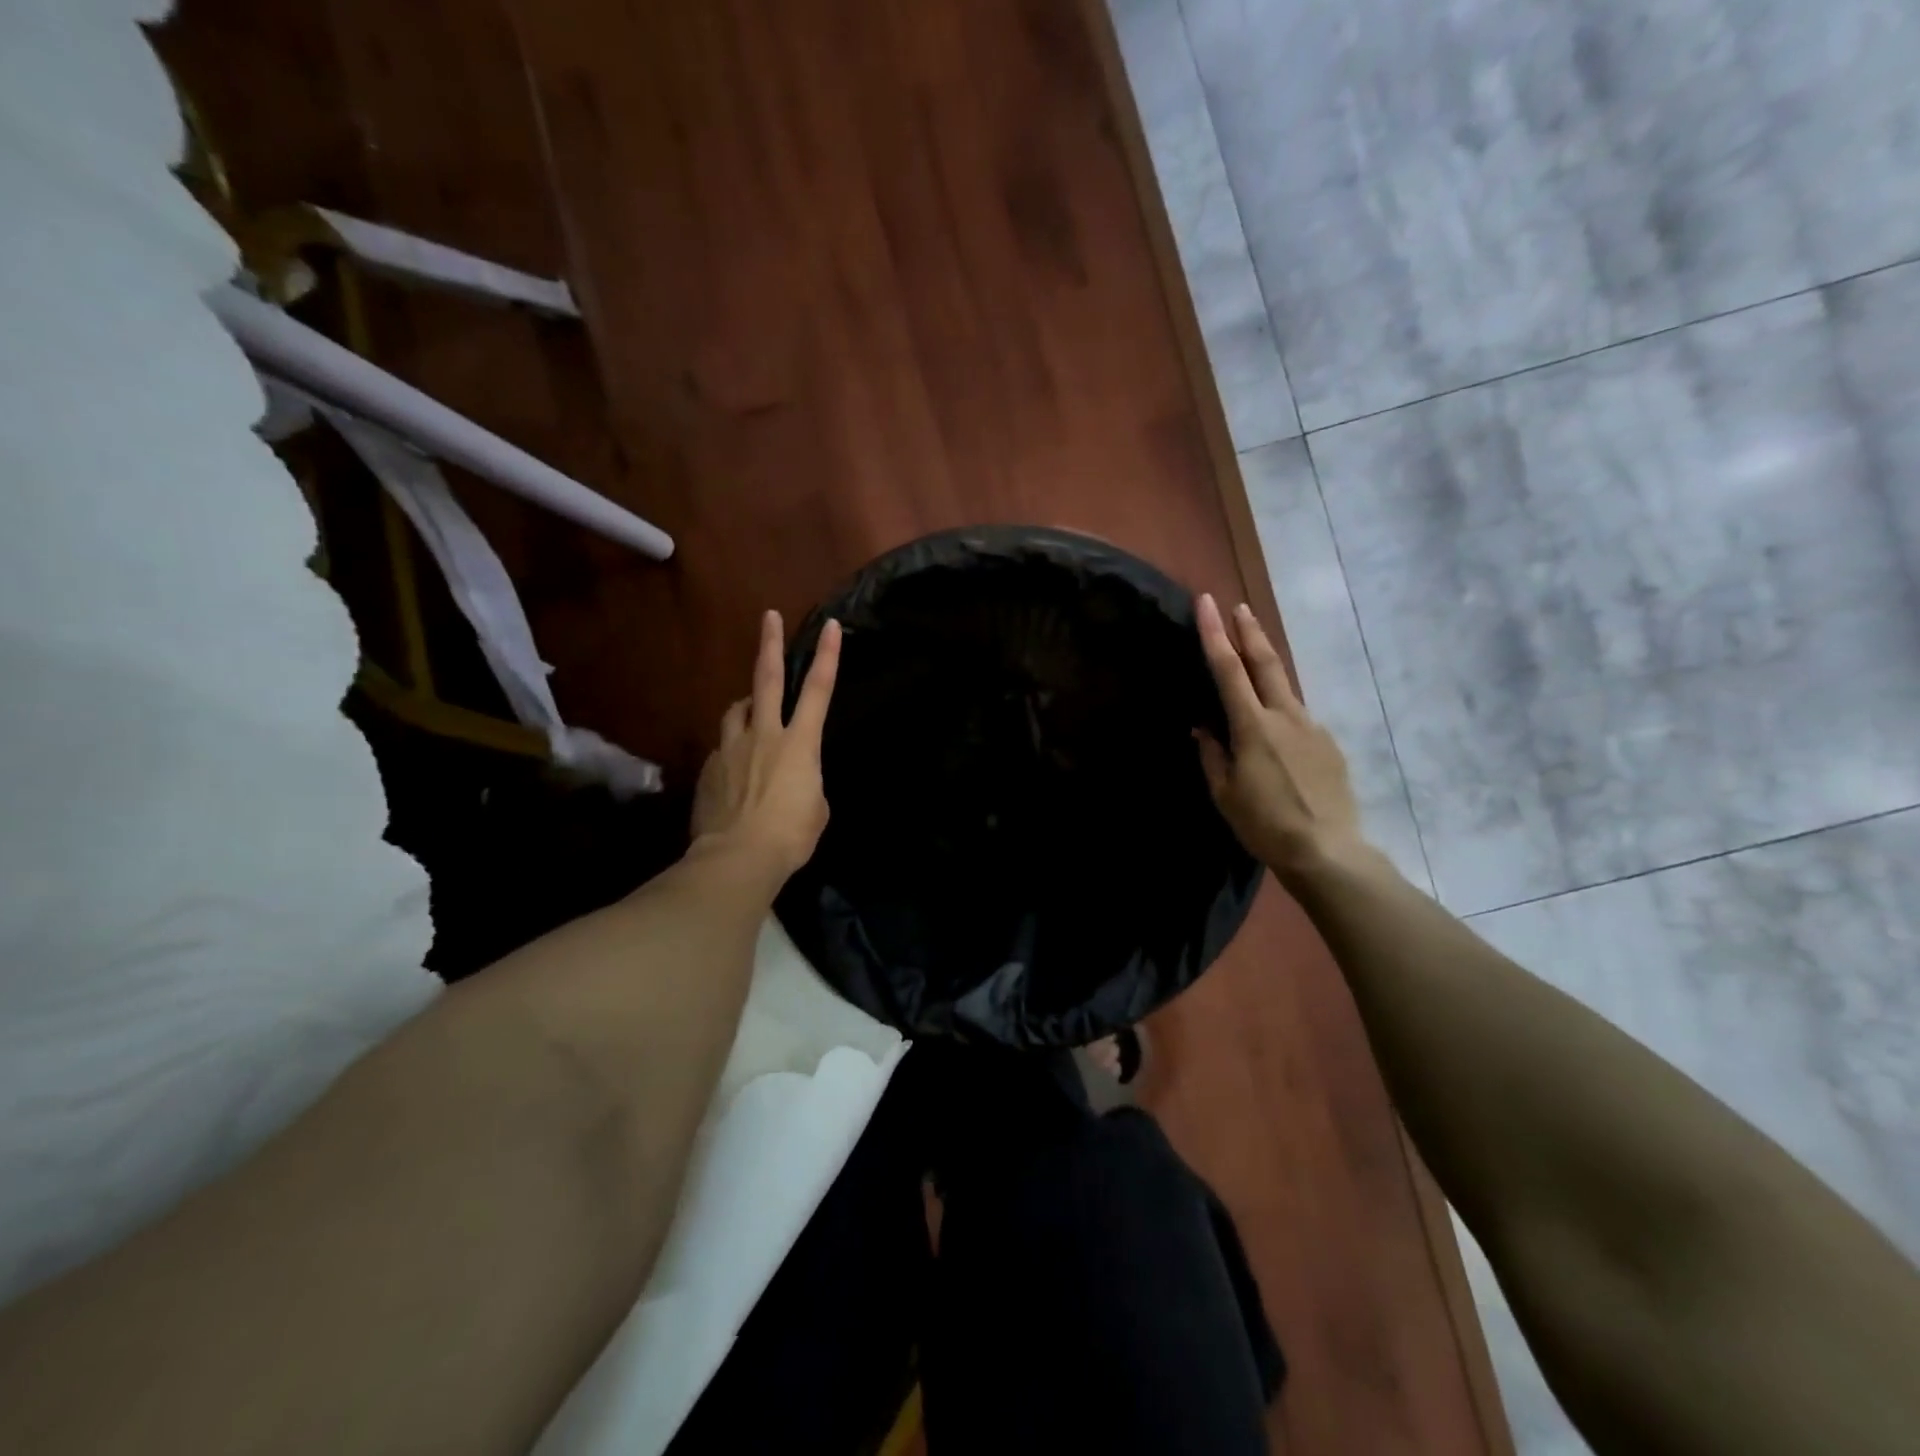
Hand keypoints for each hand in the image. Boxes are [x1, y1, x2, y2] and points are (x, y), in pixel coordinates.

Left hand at [691, 610, 841, 884]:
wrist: (737, 858)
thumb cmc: (790, 836)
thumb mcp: (816, 808)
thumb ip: (807, 781)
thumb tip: (793, 778)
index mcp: (800, 743)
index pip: (818, 691)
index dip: (827, 656)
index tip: (830, 626)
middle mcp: (764, 735)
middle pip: (766, 679)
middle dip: (770, 644)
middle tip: (769, 617)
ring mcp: (732, 748)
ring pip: (736, 710)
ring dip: (746, 705)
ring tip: (751, 710)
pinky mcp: (710, 768)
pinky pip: (723, 748)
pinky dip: (733, 749)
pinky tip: (735, 769)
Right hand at [1194, 594, 1370, 883]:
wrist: (1327, 851)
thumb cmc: (1265, 825)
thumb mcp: (1225, 793)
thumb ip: (1212, 755)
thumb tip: (1203, 729)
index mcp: (1253, 727)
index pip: (1228, 669)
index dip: (1214, 634)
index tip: (1207, 603)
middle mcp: (1286, 717)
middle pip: (1266, 663)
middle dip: (1250, 631)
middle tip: (1238, 606)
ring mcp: (1312, 728)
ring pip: (1285, 688)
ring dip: (1267, 666)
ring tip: (1253, 655)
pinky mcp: (1330, 745)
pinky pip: (1299, 719)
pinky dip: (1282, 712)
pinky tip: (1277, 733)